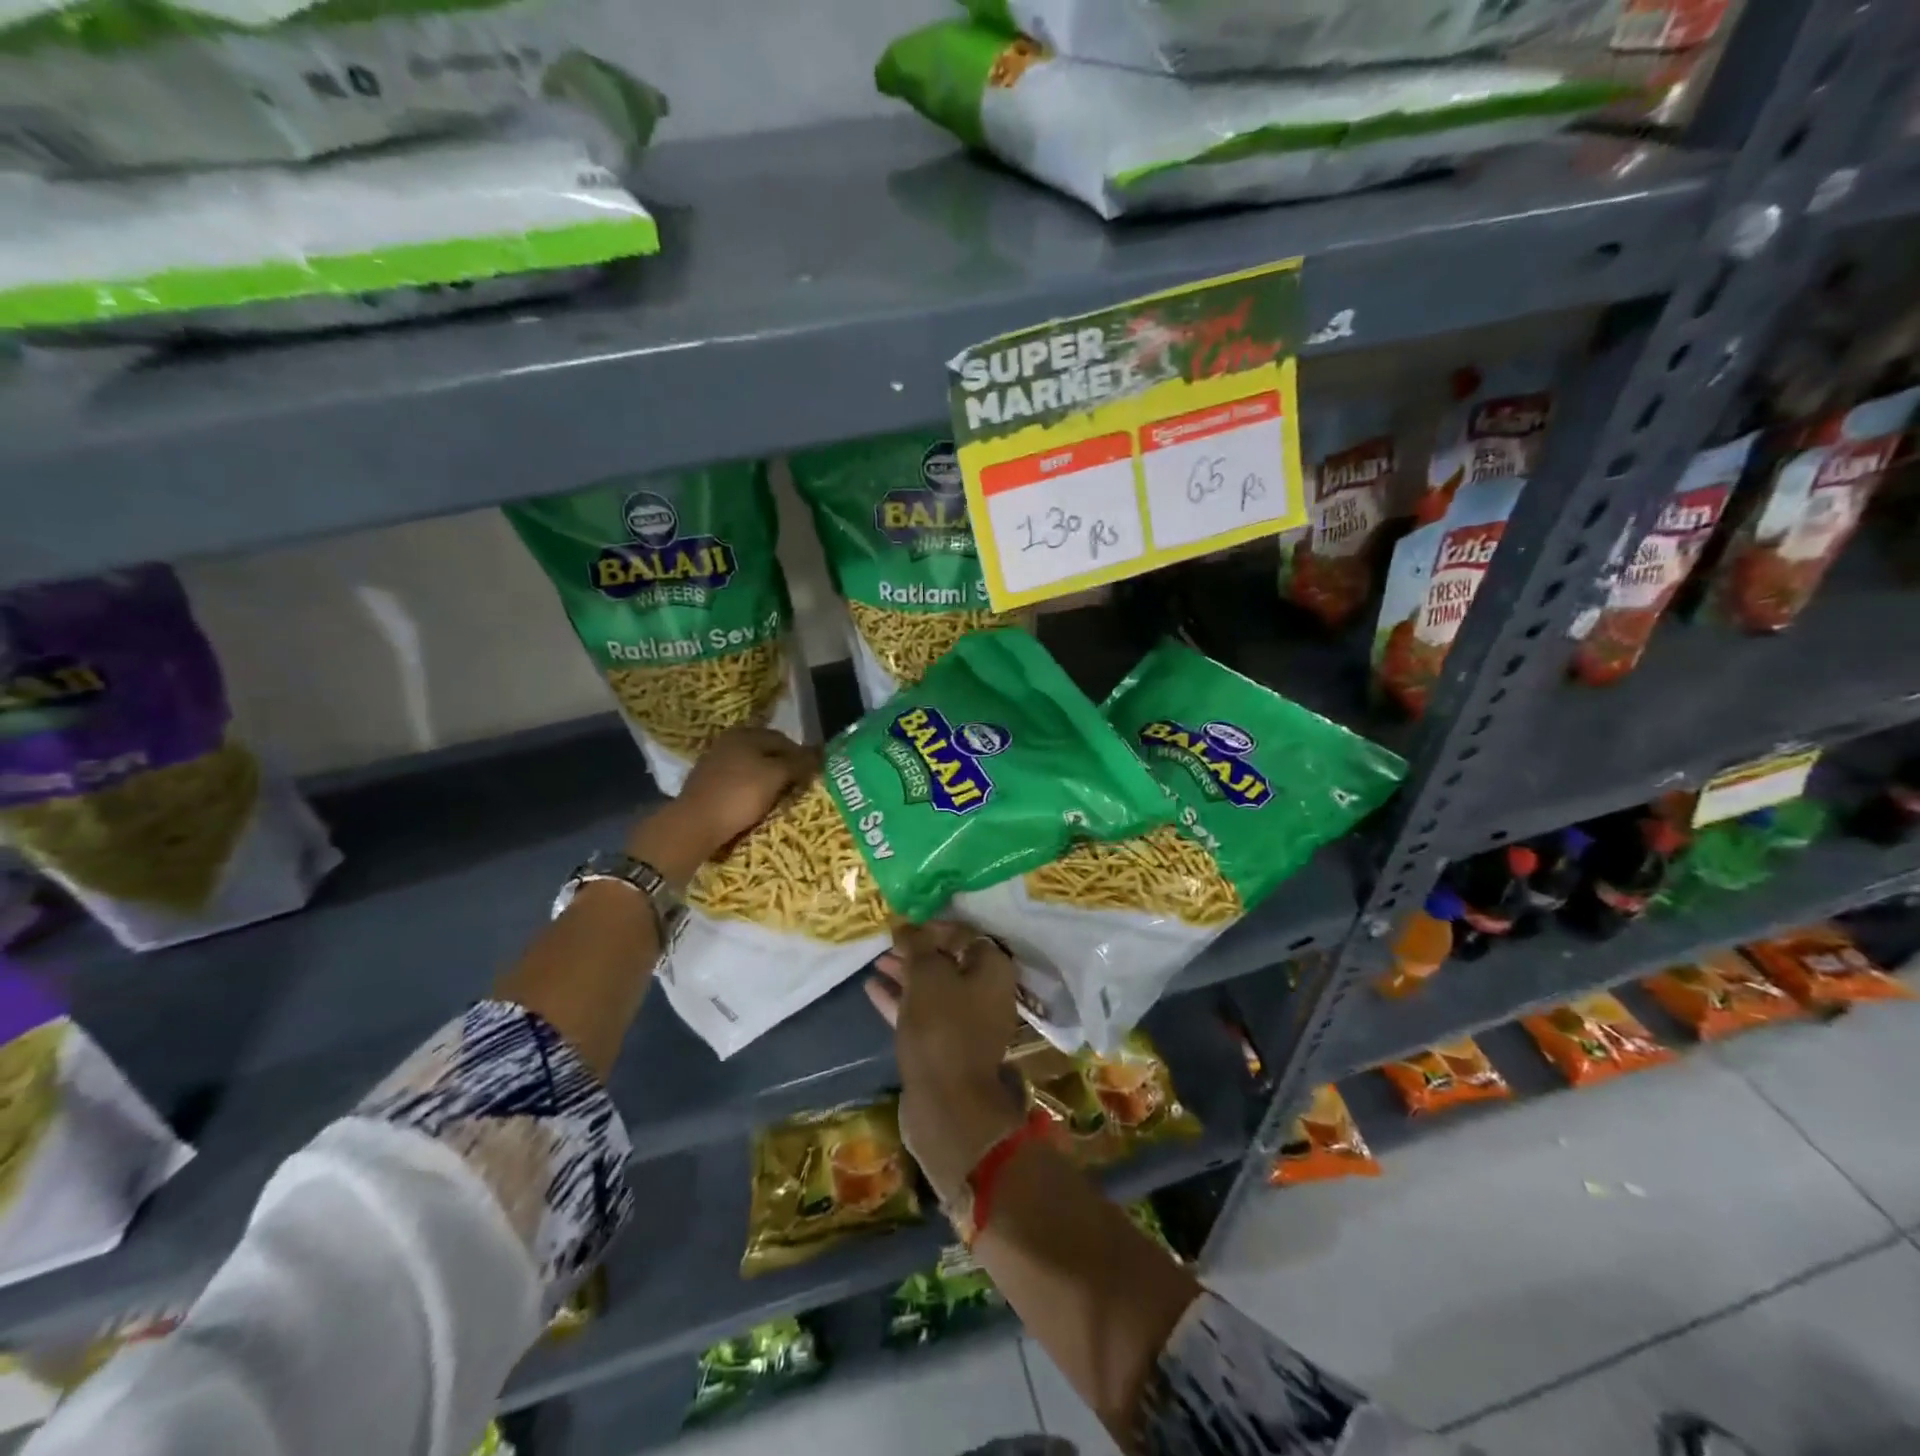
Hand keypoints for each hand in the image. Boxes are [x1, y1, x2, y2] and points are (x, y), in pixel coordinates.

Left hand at [628, 727, 818, 890]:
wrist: (694, 825)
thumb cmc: (740, 795)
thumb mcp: (776, 776)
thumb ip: (800, 762)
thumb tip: (821, 752)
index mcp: (745, 734)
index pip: (783, 739)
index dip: (802, 756)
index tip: (814, 775)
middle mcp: (728, 743)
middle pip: (767, 753)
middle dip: (785, 768)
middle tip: (800, 788)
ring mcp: (714, 764)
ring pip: (752, 768)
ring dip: (768, 781)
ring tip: (782, 799)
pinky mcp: (707, 786)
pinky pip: (738, 783)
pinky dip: (751, 791)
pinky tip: (758, 805)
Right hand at [867, 920, 1025, 1205]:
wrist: (947, 1105)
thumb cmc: (942, 1028)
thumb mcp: (927, 976)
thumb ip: (917, 946)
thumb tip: (907, 926)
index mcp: (993, 970)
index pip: (965, 934)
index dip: (933, 926)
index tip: (905, 926)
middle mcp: (987, 994)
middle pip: (950, 961)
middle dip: (917, 952)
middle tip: (887, 943)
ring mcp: (968, 1024)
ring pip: (934, 989)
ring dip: (906, 974)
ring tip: (876, 962)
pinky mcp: (947, 1048)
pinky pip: (924, 1013)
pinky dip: (901, 1000)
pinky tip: (872, 988)